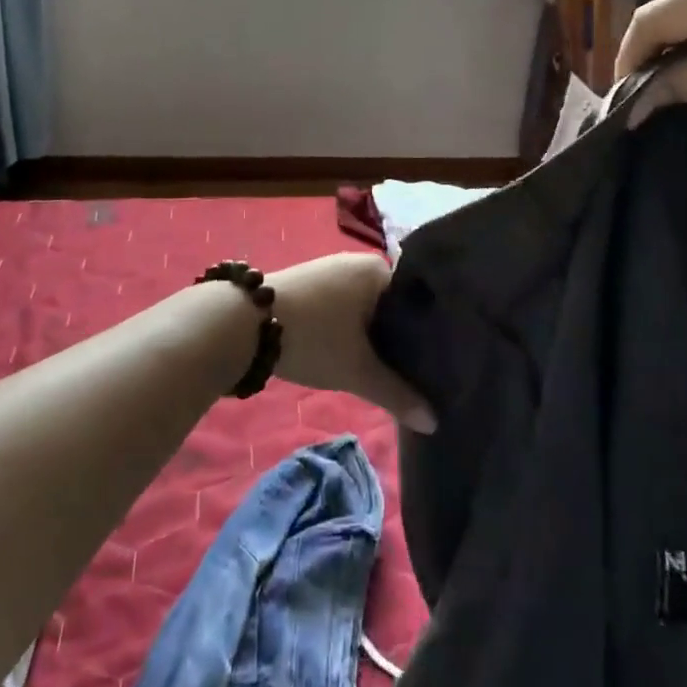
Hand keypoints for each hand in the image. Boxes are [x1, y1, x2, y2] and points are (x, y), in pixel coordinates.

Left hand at [268, 253, 436, 433]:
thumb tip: (434, 423)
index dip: (429, 334)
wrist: (245, 322)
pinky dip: (353, 329)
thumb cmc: (313, 337)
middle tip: (419, 374)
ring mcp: (331, 270)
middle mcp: (358, 262)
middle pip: (391, 305)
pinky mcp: (310, 283)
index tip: (441, 363)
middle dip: (400, 338)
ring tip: (391, 369)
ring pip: (366, 308)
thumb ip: (398, 394)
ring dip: (374, 335)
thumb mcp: (357, 371)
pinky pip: (345, 306)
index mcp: (378, 270)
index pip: (417, 301)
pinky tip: (355, 354)